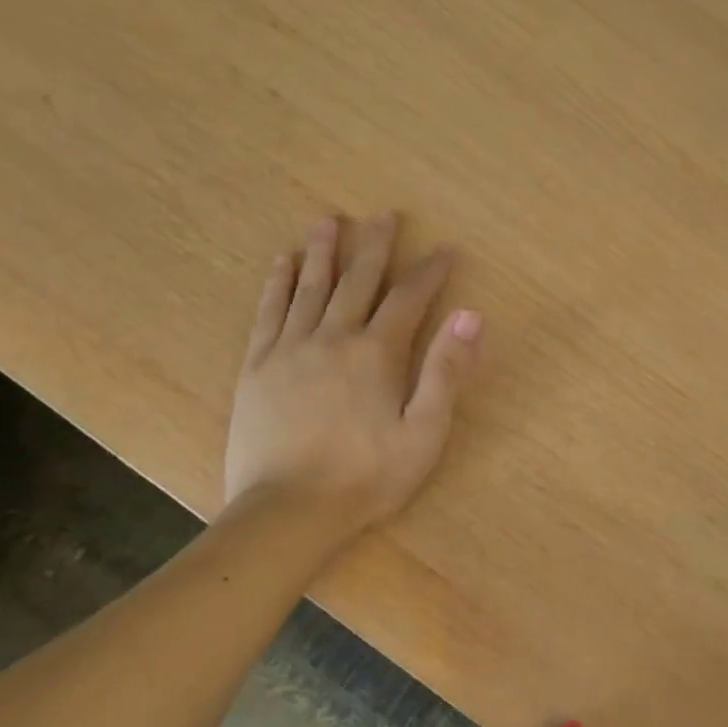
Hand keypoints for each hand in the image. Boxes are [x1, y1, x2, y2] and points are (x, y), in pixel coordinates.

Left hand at [223, 211, 482, 535]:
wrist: (289, 512)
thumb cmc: (367, 476)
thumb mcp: (424, 431)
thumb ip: (447, 370)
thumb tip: (470, 314)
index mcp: (377, 353)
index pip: (409, 298)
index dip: (430, 271)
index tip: (446, 249)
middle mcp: (334, 337)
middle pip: (358, 280)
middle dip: (375, 245)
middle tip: (384, 214)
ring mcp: (290, 348)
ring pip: (310, 286)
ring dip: (323, 250)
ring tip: (329, 219)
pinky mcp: (257, 366)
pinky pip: (269, 311)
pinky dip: (278, 282)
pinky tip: (284, 262)